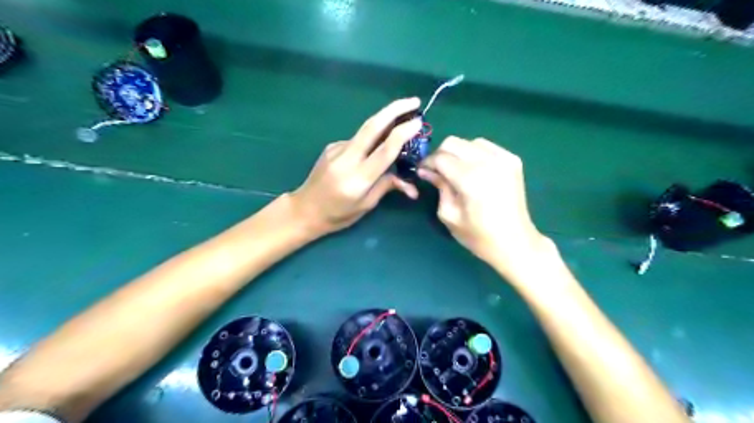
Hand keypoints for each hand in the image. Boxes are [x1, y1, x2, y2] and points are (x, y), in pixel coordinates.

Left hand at [289, 99, 421, 235]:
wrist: (304, 209)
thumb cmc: (338, 215)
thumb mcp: (366, 205)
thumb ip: (386, 186)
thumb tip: (409, 183)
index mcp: (358, 178)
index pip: (385, 149)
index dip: (403, 133)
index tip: (418, 121)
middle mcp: (347, 159)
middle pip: (372, 126)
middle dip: (395, 109)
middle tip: (414, 101)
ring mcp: (336, 149)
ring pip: (365, 131)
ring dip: (385, 124)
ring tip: (400, 126)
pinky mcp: (331, 147)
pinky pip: (356, 141)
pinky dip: (370, 141)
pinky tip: (372, 150)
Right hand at [419, 138, 548, 278]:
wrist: (515, 243)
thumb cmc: (478, 236)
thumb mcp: (449, 215)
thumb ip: (439, 187)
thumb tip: (426, 170)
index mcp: (470, 179)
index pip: (440, 157)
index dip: (427, 163)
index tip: (422, 171)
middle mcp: (487, 162)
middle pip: (453, 142)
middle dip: (440, 155)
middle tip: (437, 171)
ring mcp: (503, 158)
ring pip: (469, 142)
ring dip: (458, 153)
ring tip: (456, 170)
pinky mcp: (512, 160)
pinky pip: (486, 146)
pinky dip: (475, 153)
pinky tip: (474, 169)